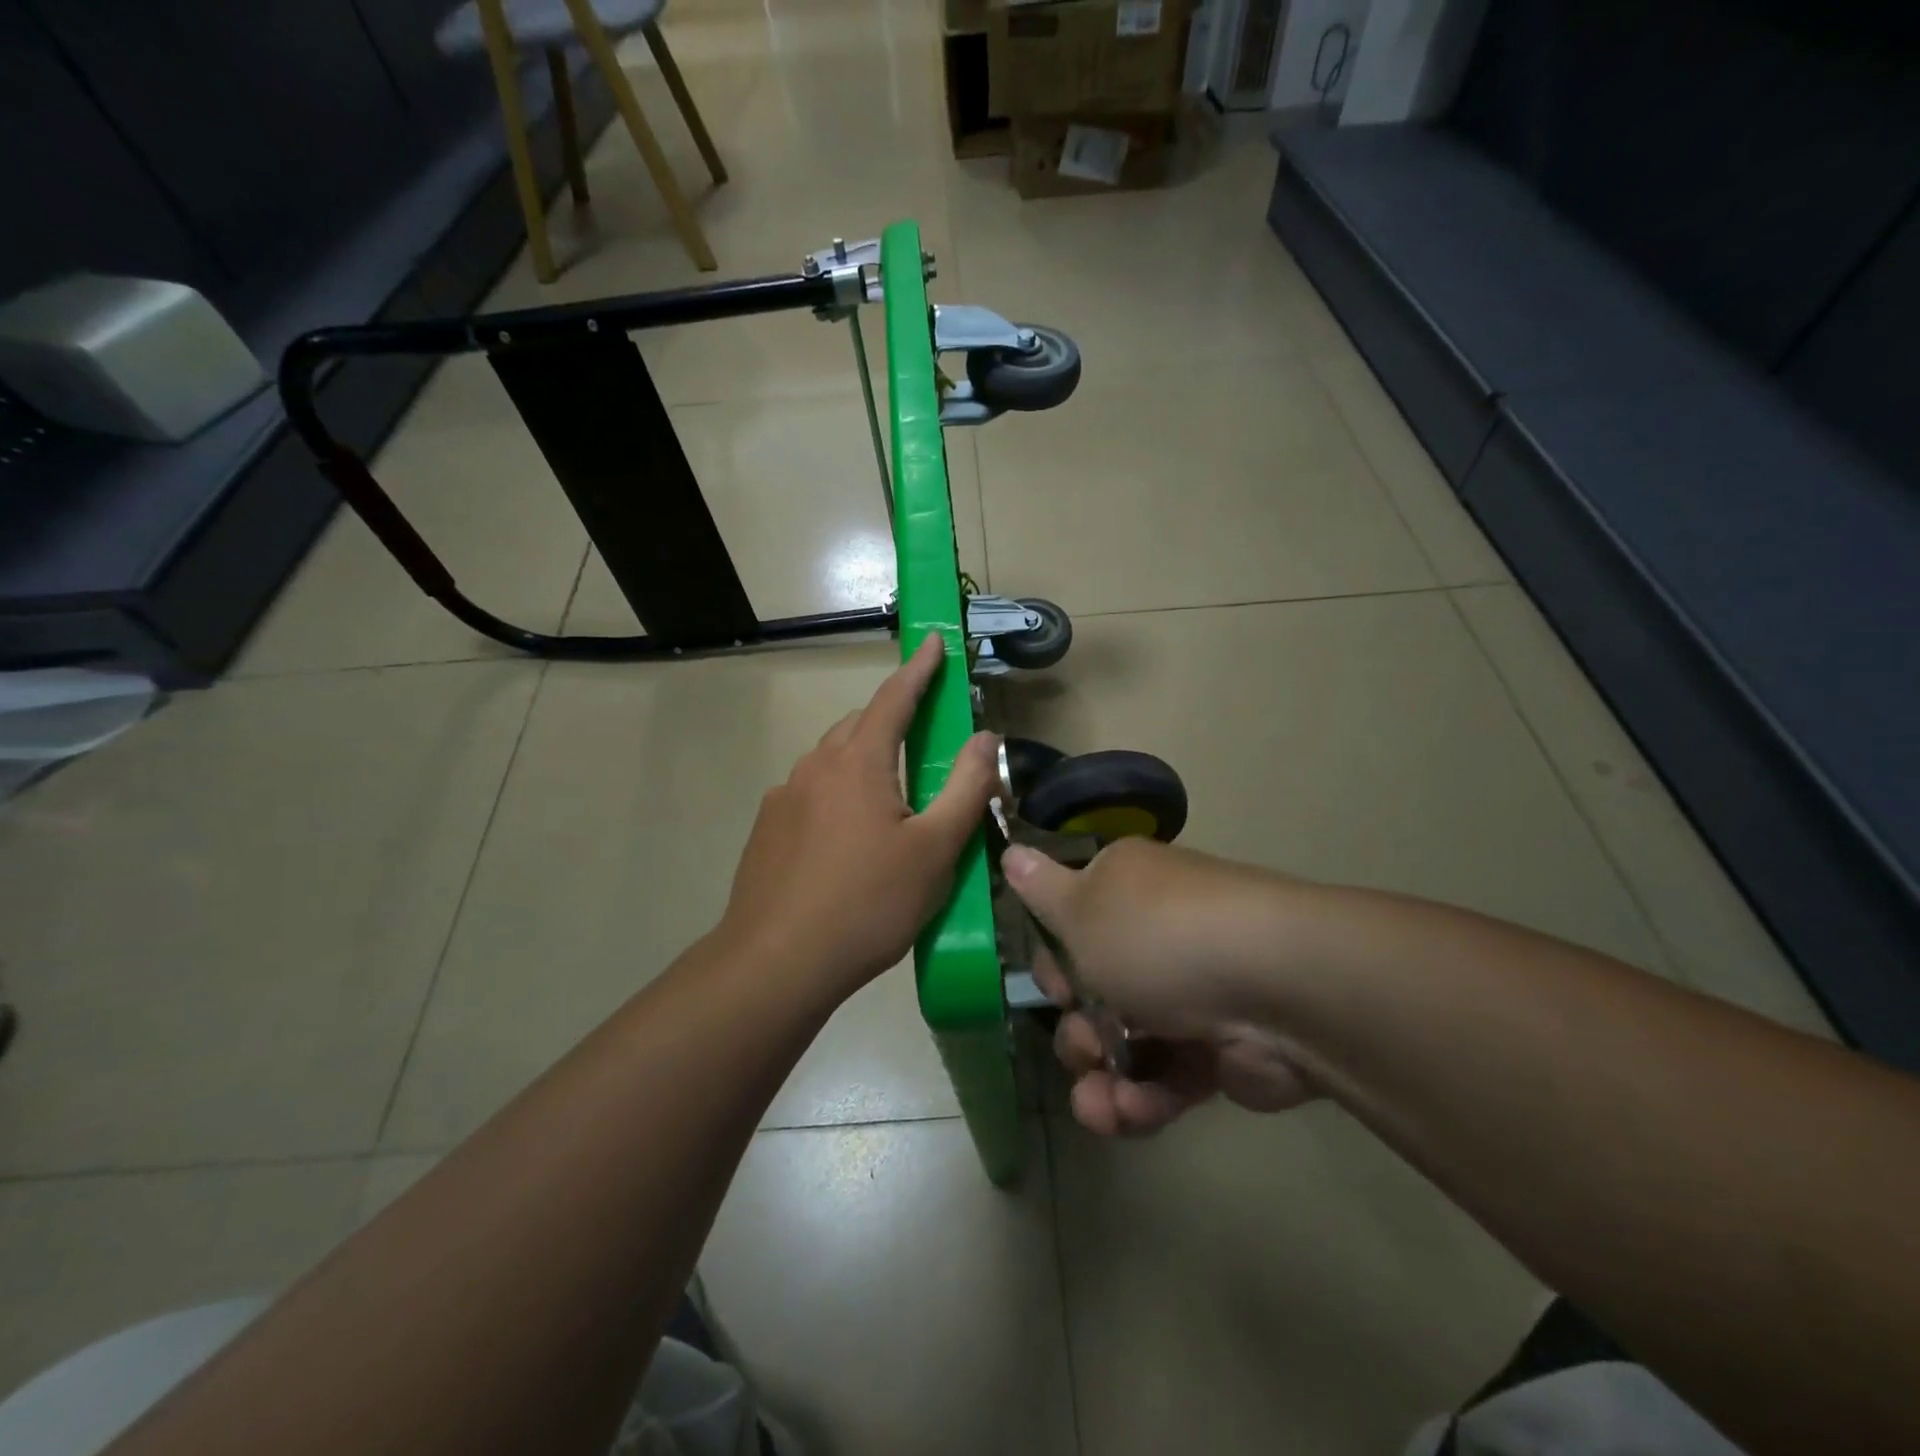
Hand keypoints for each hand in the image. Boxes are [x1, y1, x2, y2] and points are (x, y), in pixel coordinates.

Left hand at [719, 633, 999, 1001]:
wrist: (776, 963)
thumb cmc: (868, 903)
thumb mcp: (935, 849)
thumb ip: (965, 786)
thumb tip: (985, 736)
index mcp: (857, 761)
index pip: (894, 698)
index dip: (919, 669)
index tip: (933, 642)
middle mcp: (815, 766)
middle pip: (860, 727)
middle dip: (892, 721)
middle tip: (923, 743)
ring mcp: (783, 797)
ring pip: (833, 762)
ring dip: (864, 763)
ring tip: (890, 804)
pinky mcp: (766, 830)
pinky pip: (811, 795)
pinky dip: (838, 797)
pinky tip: (848, 843)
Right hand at [1005, 837, 1317, 1135]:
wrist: (1276, 987)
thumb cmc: (1158, 936)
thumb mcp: (1080, 908)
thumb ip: (1040, 889)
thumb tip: (1011, 847)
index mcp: (1124, 890)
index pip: (1072, 925)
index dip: (1054, 964)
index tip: (1054, 987)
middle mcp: (1156, 935)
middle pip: (1094, 993)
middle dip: (1078, 1031)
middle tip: (1086, 1045)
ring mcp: (1189, 993)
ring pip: (1126, 1043)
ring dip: (1103, 1080)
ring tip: (1103, 1106)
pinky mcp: (1217, 1049)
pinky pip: (1164, 1075)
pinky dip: (1144, 1098)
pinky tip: (1131, 1113)